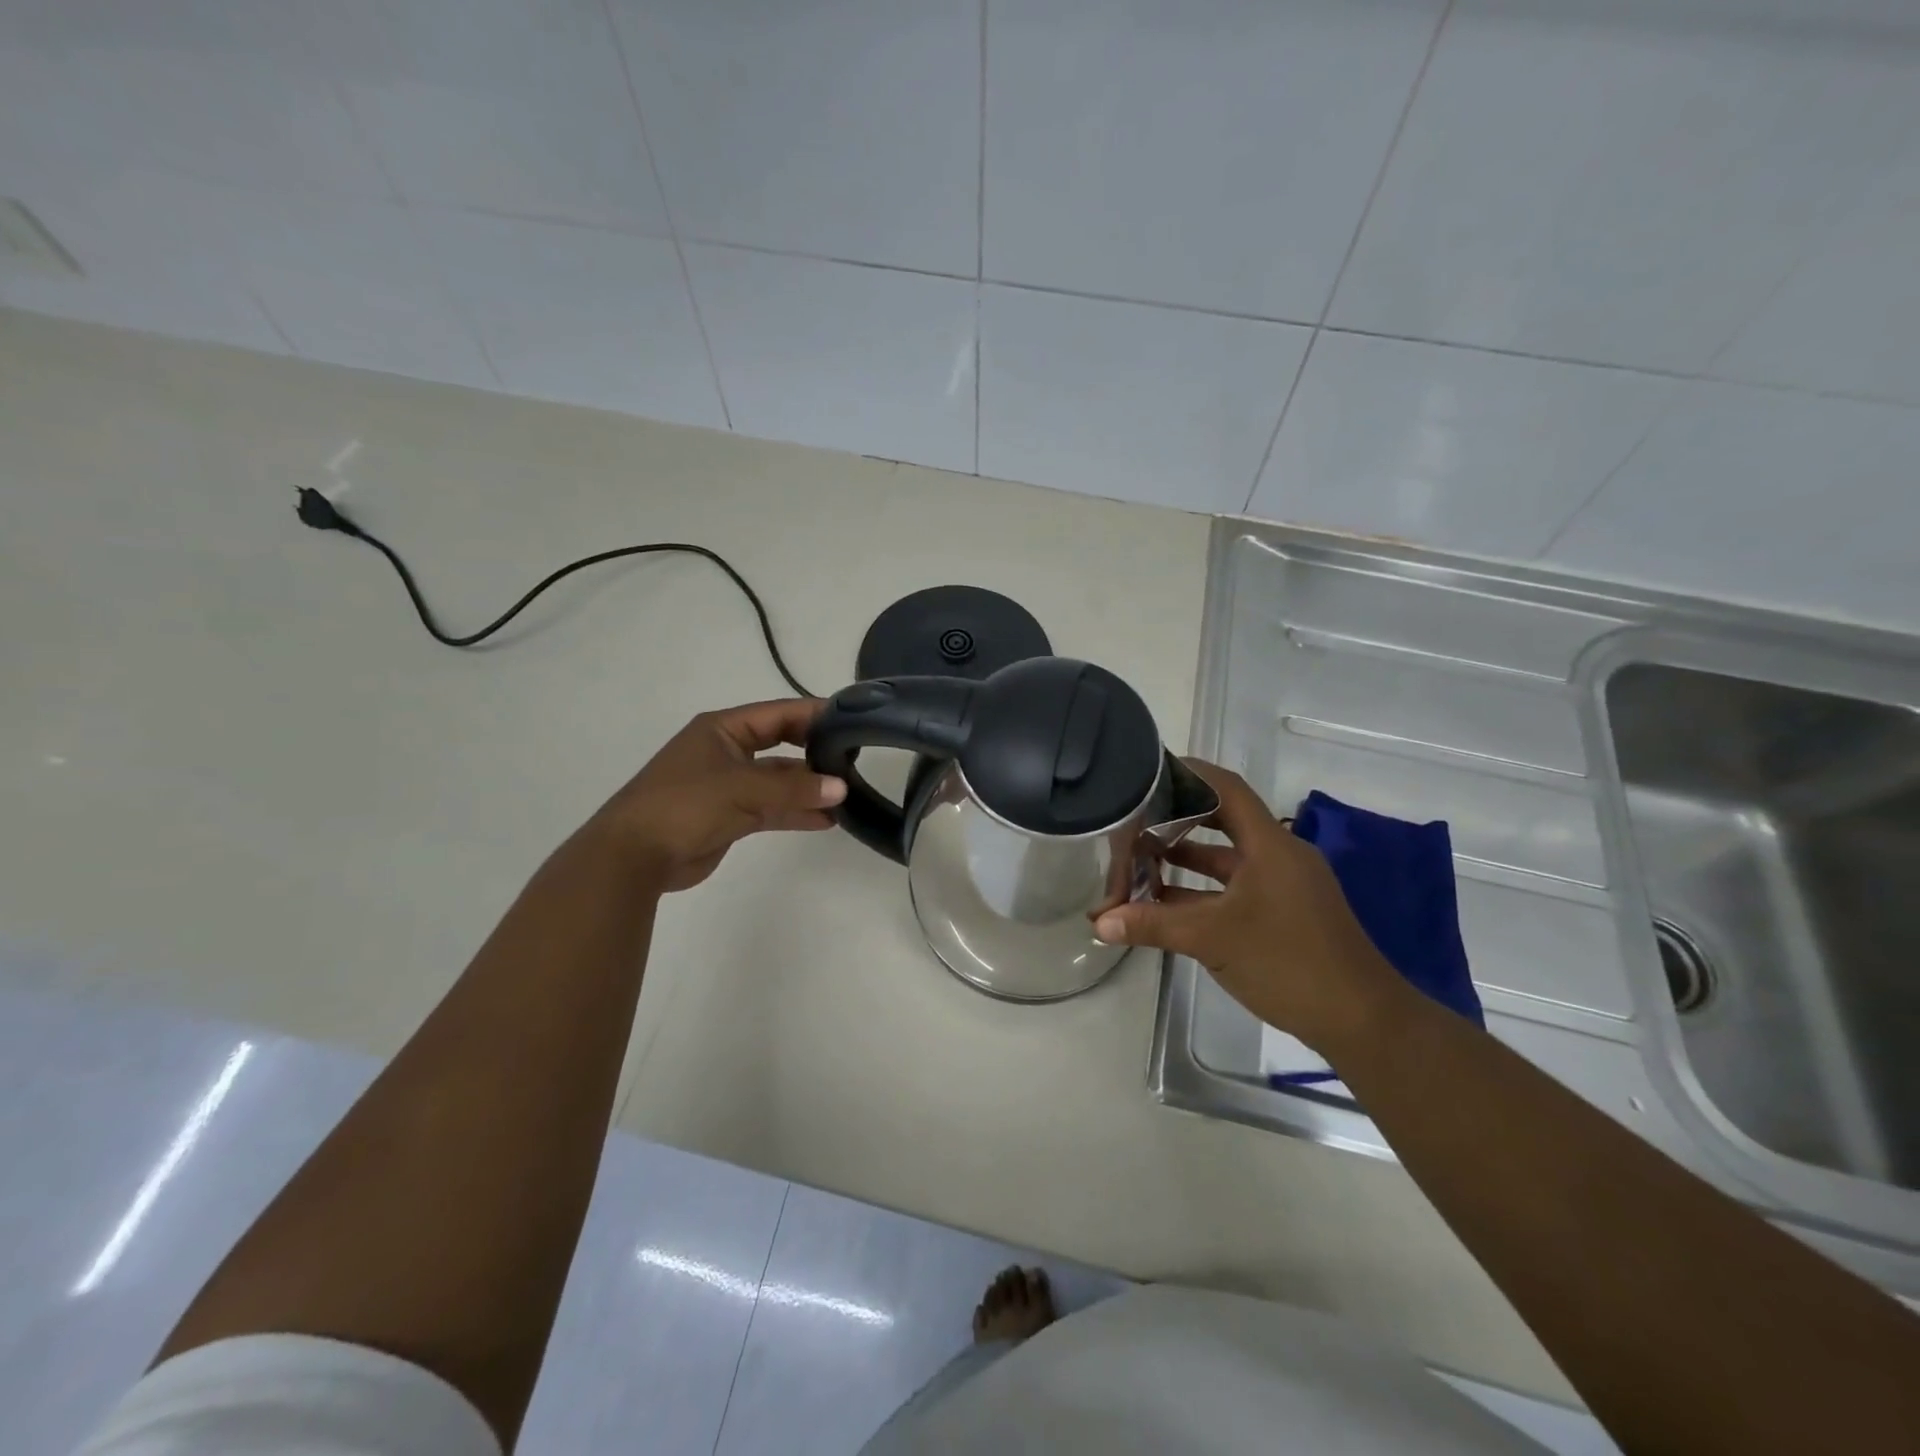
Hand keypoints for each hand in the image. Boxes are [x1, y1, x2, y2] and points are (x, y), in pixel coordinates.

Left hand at [591, 699, 846, 893]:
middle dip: (815, 753)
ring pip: (778, 781)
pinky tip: (827, 820)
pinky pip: (771, 808)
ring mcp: (729, 785)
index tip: (852, 720)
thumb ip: (793, 788)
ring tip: (848, 795)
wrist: (634, 855)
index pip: (778, 714)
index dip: (814, 715)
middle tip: (854, 758)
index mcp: (723, 729)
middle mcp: (728, 751)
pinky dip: (796, 812)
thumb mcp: (742, 789)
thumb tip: (841, 788)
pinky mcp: (730, 816)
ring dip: (808, 788)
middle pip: (781, 745)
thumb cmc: (684, 804)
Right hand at [1093, 760, 1401, 1051]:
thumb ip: (1153, 925)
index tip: (1151, 770)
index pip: (1227, 789)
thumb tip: (1099, 923)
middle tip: (1136, 816)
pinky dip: (1203, 889)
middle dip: (1179, 818)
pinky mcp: (1285, 912)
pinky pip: (1236, 887)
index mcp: (1270, 845)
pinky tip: (1167, 901)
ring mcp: (1284, 885)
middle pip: (1224, 821)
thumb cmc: (1288, 962)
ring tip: (1140, 857)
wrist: (1361, 1021)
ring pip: (1228, 859)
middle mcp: (1279, 856)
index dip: (1190, 773)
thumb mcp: (1213, 939)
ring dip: (1187, 858)